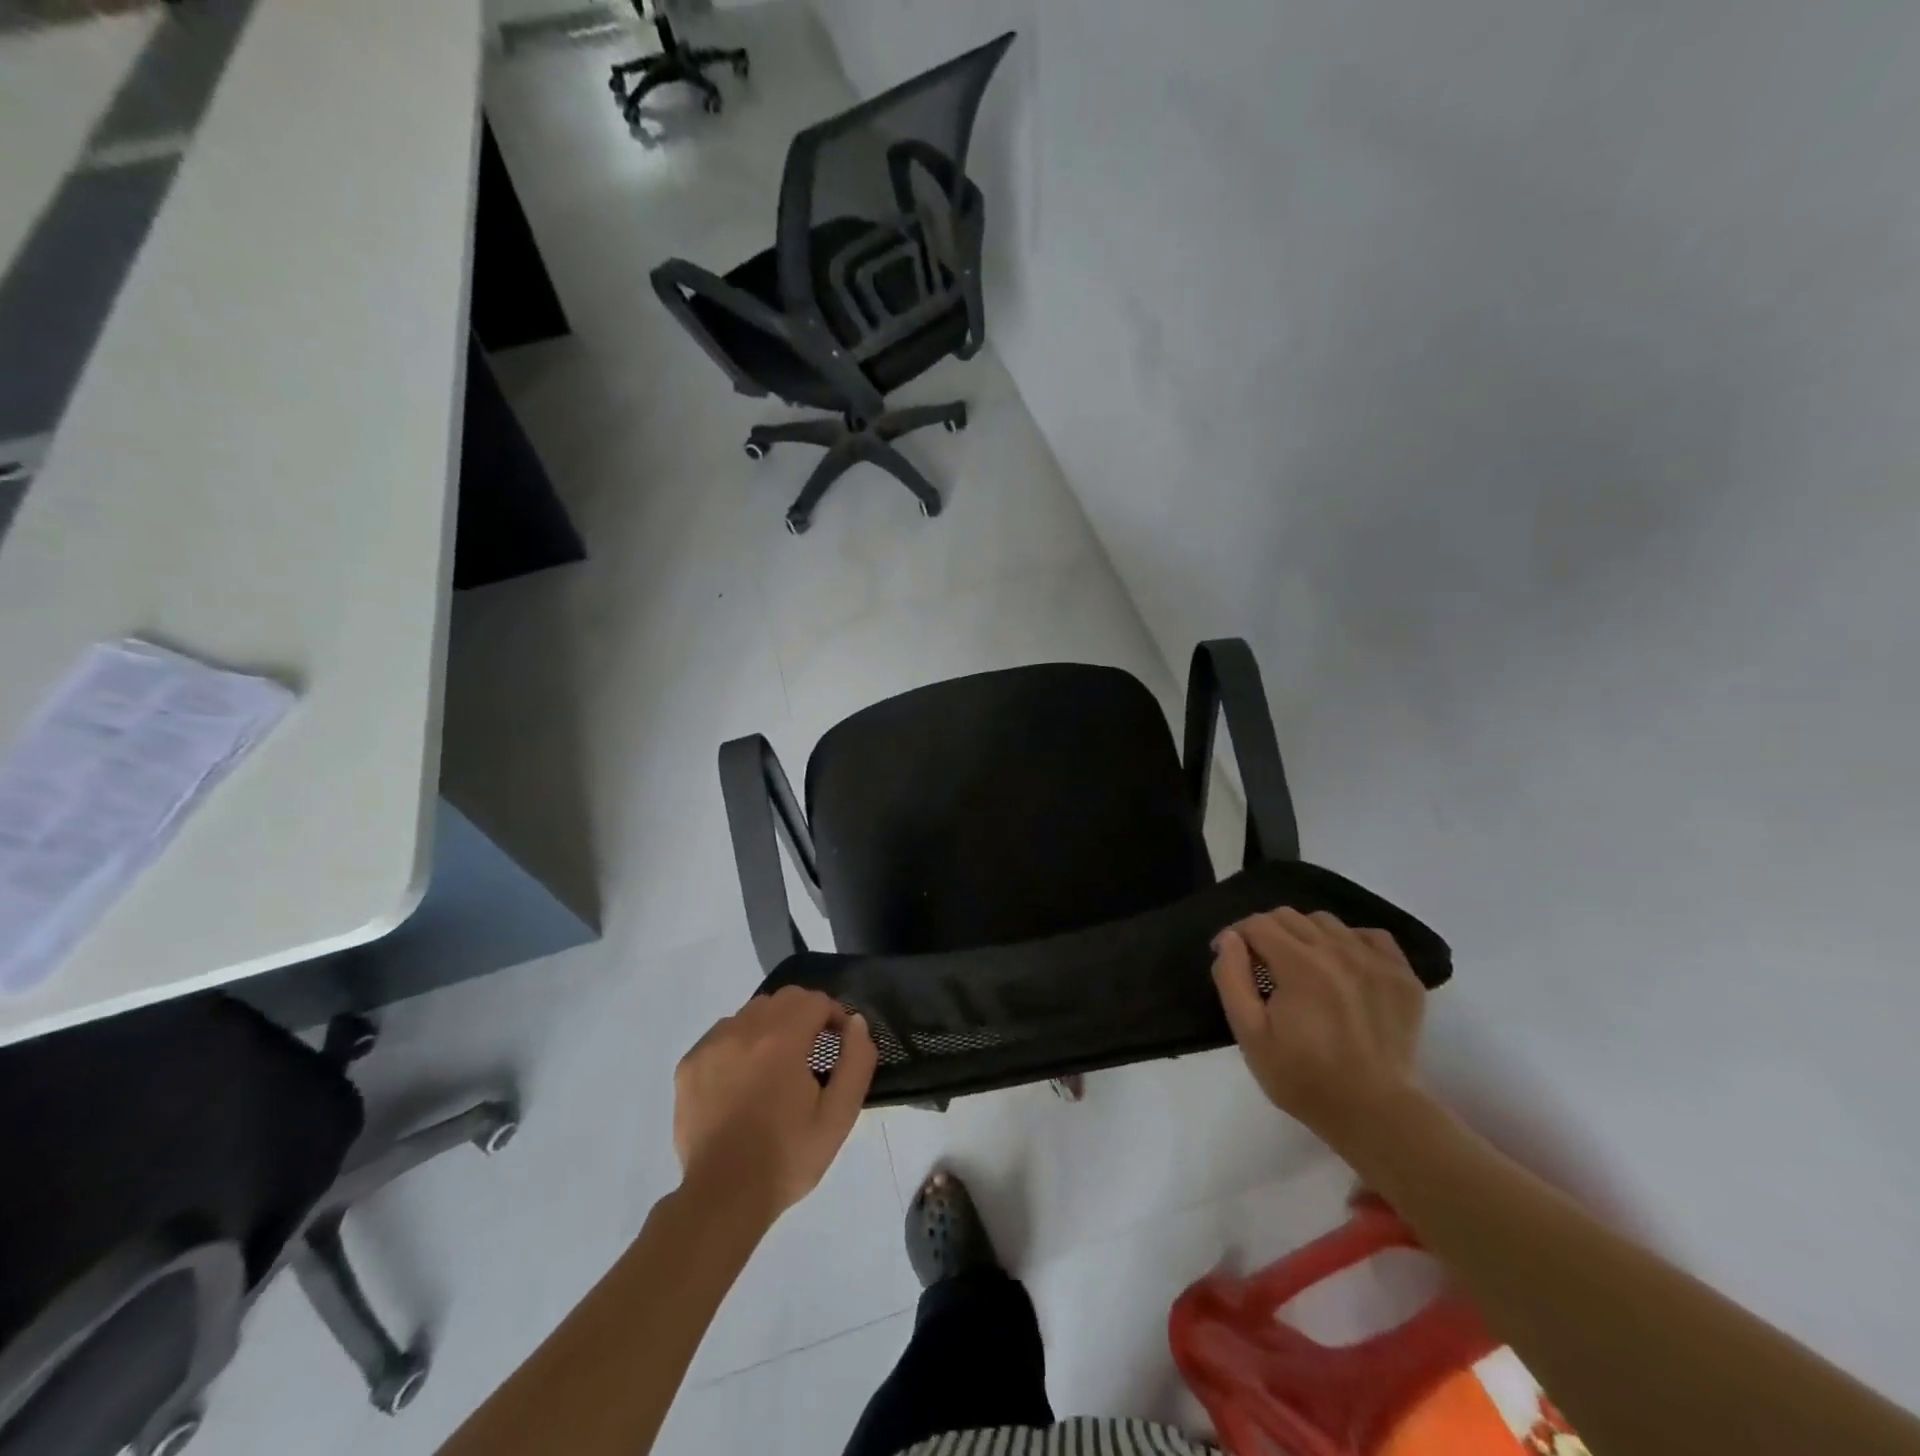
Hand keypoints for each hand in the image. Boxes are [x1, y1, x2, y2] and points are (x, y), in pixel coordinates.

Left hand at [672, 987, 877, 1223]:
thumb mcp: (839, 1115)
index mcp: (782, 1038)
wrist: (724, 1198)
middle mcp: (744, 1030)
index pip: (816, 1000)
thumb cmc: (787, 1157)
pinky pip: (722, 1034)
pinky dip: (740, 1044)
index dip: (834, 1016)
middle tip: (812, 1052)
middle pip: (784, 999)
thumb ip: (856, 1061)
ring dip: (772, 1026)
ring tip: (777, 1066)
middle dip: (805, 1015)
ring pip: (751, 1013)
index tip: (839, 1043)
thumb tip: (855, 1023)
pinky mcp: (689, 1064)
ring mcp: (711, 1045)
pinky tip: (744, 1079)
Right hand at [1211, 907, 1426, 1150]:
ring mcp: (1375, 961)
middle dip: (1266, 932)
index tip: (1230, 957)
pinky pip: (1371, 936)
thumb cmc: (1304, 1078)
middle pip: (1289, 916)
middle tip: (1261, 964)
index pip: (1257, 924)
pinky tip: (1342, 967)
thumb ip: (1232, 979)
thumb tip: (1230, 940)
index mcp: (1299, 964)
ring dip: (1305, 935)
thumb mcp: (1250, 1035)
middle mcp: (1338, 951)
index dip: (1235, 936)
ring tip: (1301, 965)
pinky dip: (1350, 942)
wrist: (1375, 1114)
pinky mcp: (1403, 976)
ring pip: (1327, 922)